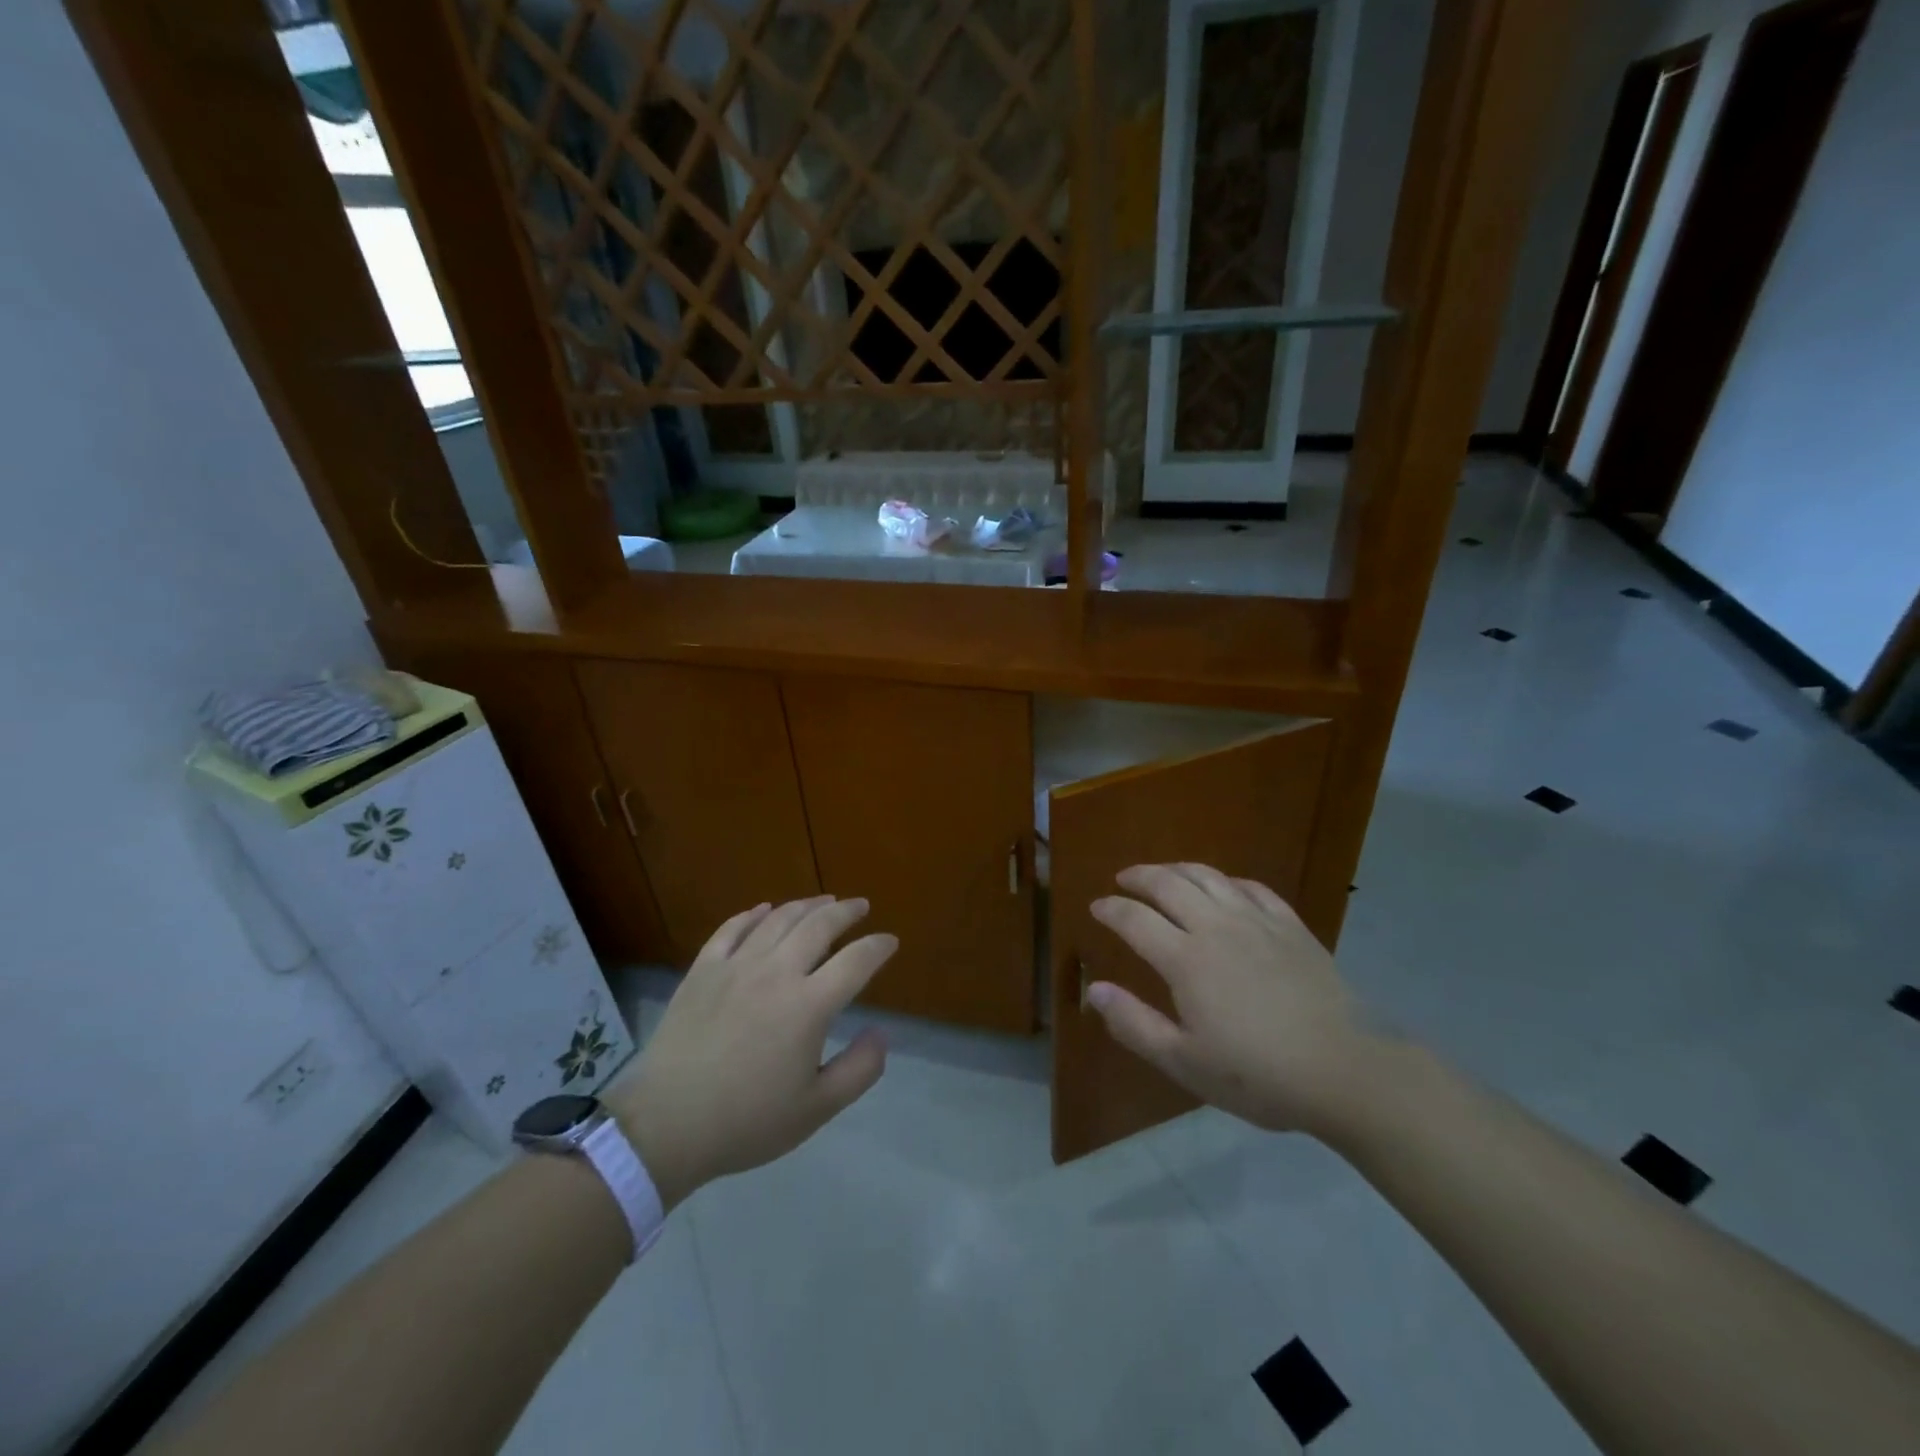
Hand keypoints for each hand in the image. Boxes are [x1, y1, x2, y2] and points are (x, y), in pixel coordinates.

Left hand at [606, 896, 895, 1209]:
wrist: (666, 1126)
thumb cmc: (747, 1122)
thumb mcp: (816, 1109)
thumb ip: (859, 1070)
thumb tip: (881, 1032)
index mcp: (808, 1005)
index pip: (856, 961)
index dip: (878, 947)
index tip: (890, 941)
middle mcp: (776, 973)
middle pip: (819, 926)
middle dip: (846, 911)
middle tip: (860, 905)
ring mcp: (736, 966)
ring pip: (778, 919)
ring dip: (806, 905)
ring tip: (823, 901)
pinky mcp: (703, 970)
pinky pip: (732, 929)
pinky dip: (753, 914)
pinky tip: (764, 909)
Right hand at [1086, 864, 1374, 1135]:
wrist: (1347, 1069)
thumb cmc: (1259, 1074)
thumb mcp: (1185, 1062)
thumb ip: (1134, 1024)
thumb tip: (1094, 990)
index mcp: (1185, 959)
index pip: (1135, 919)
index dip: (1111, 909)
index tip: (1097, 906)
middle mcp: (1216, 927)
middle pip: (1169, 884)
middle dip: (1140, 877)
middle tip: (1124, 880)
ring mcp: (1257, 922)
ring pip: (1209, 877)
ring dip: (1178, 869)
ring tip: (1164, 874)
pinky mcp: (1291, 927)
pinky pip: (1253, 888)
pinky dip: (1229, 881)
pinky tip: (1226, 888)